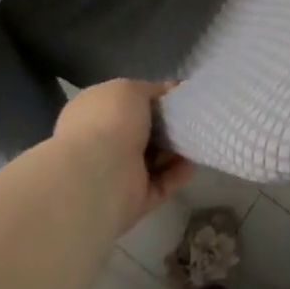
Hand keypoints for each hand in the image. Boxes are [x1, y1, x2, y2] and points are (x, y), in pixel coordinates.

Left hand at [50, 79, 194, 235]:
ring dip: (176, 150)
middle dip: (168, 126)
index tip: (178, 97)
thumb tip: (166, 94)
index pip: (125, 105)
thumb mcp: (130, 89)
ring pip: (153, 159)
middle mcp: (101, 143)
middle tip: (191, 119)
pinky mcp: (133, 199)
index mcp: (93, 113)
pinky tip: (193, 163)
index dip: (153, 100)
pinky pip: (161, 183)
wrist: (98, 176)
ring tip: (196, 139)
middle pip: (142, 133)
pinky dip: (178, 173)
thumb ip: (150, 90)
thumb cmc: (110, 122)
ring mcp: (116, 173)